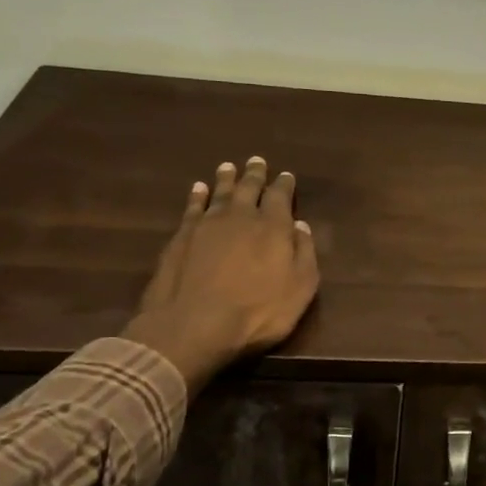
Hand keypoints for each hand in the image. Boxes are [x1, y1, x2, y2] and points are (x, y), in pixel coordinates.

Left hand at [121, 157, 319, 386]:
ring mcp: (207, 225)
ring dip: (226, 179)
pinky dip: (197, 196)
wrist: (195, 324)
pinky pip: (192, 207)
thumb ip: (304, 253)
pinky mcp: (182, 237)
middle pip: (248, 188)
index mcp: (273, 227)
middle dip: (255, 175)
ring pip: (219, 193)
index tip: (286, 175)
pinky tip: (198, 189)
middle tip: (257, 161)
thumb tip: (300, 226)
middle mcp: (240, 217)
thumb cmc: (258, 311)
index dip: (284, 185)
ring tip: (229, 167)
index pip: (280, 197)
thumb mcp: (300, 288)